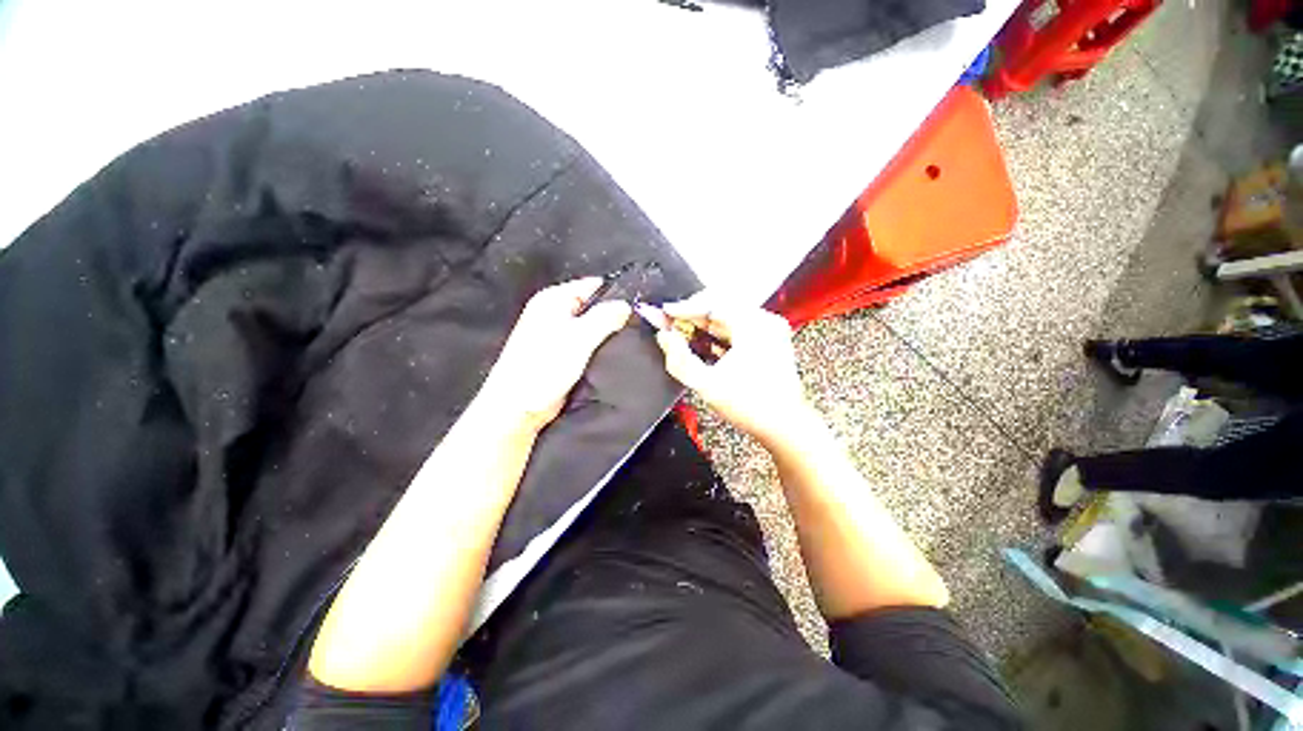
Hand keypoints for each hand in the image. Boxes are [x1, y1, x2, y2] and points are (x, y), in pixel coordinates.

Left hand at [477, 278, 630, 433]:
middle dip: (612, 315)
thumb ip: (605, 317)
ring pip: (591, 327)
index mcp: (553, 299)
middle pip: (592, 306)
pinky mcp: (560, 354)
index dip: (615, 293)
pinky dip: (598, 348)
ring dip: (606, 334)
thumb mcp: (580, 337)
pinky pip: (586, 344)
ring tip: (629, 341)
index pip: (592, 286)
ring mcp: (556, 334)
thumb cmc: (545, 367)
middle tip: (637, 327)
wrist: (519, 407)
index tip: (638, 306)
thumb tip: (626, 305)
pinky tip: (613, 355)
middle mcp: (553, 312)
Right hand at [654, 292, 813, 448]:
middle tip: (671, 323)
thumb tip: (664, 337)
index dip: (683, 308)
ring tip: (684, 332)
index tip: (663, 313)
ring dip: (705, 324)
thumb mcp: (707, 385)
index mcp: (753, 326)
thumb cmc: (750, 407)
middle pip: (721, 306)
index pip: (711, 304)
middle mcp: (765, 321)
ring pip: (730, 316)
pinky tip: (705, 342)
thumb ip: (680, 360)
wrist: (786, 425)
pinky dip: (720, 332)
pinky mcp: (772, 340)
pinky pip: (740, 326)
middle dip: (693, 315)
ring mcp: (771, 329)